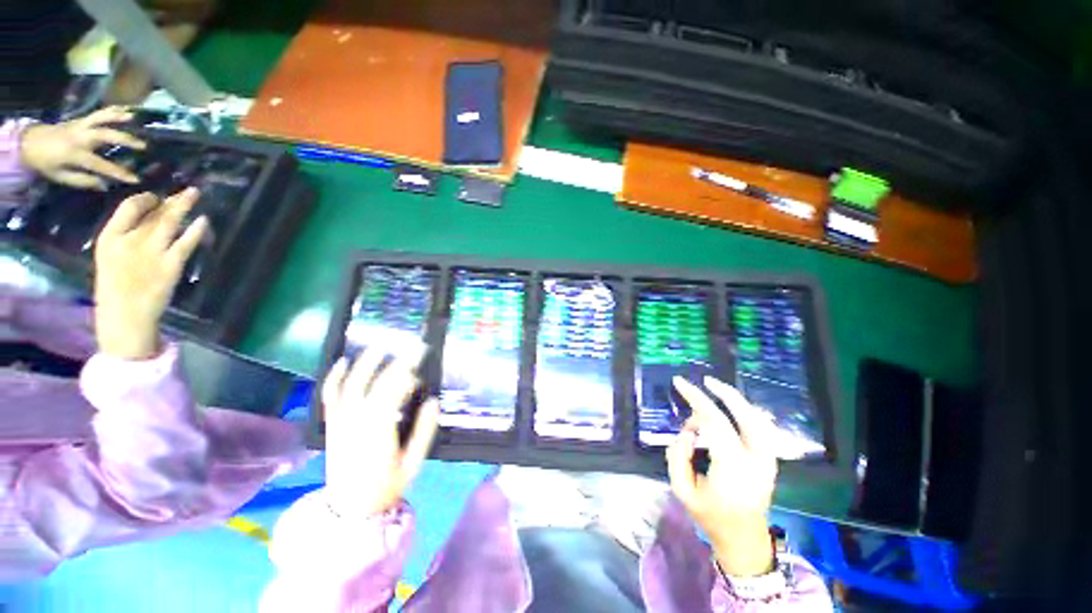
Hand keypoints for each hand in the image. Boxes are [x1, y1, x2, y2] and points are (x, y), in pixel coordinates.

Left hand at [20, 106, 145, 188]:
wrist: (30, 142)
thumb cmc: (47, 163)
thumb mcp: (61, 177)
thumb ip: (82, 180)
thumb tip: (103, 184)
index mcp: (75, 154)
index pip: (101, 165)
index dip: (119, 172)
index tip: (136, 179)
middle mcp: (80, 137)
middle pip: (105, 135)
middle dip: (124, 139)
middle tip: (144, 146)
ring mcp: (80, 125)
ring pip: (102, 117)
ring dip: (118, 117)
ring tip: (134, 118)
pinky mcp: (81, 119)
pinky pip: (99, 112)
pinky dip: (113, 110)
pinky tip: (126, 110)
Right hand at [93, 188, 207, 359]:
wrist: (125, 315)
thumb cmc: (116, 286)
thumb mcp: (111, 255)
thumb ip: (127, 236)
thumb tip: (149, 216)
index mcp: (108, 237)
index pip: (128, 207)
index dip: (145, 199)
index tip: (157, 195)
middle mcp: (129, 240)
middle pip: (153, 213)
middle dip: (171, 200)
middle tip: (187, 189)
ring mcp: (151, 252)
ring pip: (170, 222)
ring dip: (183, 206)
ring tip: (195, 194)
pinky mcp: (171, 265)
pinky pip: (186, 242)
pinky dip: (196, 230)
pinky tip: (204, 220)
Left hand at [322, 347, 440, 518]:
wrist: (349, 508)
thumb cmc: (386, 485)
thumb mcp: (413, 462)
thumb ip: (424, 431)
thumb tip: (433, 401)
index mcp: (379, 429)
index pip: (396, 391)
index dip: (410, 373)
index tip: (424, 359)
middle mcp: (357, 419)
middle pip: (378, 383)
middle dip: (398, 362)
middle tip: (415, 347)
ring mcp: (341, 420)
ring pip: (351, 384)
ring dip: (366, 363)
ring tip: (382, 346)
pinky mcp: (332, 423)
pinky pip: (330, 396)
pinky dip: (334, 377)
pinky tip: (343, 361)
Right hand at [666, 376, 779, 576]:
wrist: (744, 538)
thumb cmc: (711, 516)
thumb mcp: (682, 490)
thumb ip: (678, 456)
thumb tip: (688, 431)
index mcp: (732, 468)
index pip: (714, 422)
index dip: (696, 400)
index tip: (680, 384)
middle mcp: (756, 459)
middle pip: (743, 415)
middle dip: (721, 393)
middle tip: (702, 380)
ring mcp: (768, 459)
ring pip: (757, 418)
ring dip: (736, 399)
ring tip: (715, 387)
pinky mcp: (771, 459)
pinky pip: (762, 426)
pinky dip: (747, 411)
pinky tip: (733, 405)